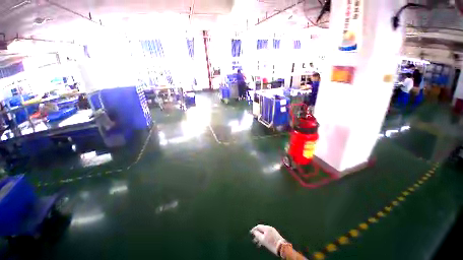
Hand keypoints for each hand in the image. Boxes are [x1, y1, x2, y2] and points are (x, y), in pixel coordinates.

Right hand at [250, 224, 286, 255]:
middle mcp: (270, 228)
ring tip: (258, 243)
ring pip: (264, 233)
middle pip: (261, 230)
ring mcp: (273, 231)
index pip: (258, 226)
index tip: (251, 232)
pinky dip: (265, 238)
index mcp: (266, 228)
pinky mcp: (275, 235)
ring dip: (261, 237)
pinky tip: (264, 243)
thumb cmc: (272, 243)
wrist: (282, 247)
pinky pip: (268, 234)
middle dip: (257, 234)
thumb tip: (254, 231)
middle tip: (254, 239)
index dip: (254, 229)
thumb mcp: (262, 240)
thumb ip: (257, 234)